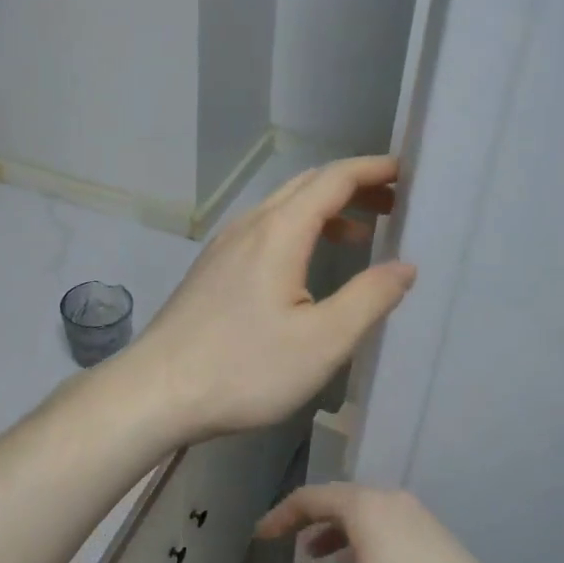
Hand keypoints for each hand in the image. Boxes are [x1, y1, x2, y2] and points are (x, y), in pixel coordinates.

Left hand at [124, 156, 415, 441]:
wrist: (156, 392)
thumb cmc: (244, 368)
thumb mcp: (322, 341)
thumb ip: (370, 299)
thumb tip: (405, 266)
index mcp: (278, 232)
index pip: (332, 179)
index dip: (372, 170)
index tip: (407, 171)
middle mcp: (249, 226)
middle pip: (306, 186)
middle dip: (352, 186)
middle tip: (393, 202)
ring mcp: (223, 247)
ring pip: (282, 209)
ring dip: (324, 211)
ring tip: (361, 235)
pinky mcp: (211, 271)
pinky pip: (264, 232)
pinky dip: (298, 232)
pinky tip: (305, 267)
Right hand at [254, 484, 534, 562]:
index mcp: (366, 508)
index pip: (310, 498)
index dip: (280, 515)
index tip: (260, 537)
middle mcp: (391, 500)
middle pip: (339, 499)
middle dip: (308, 520)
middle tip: (285, 543)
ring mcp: (419, 515)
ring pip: (365, 513)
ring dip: (336, 531)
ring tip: (318, 560)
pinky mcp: (438, 535)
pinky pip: (387, 524)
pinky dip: (363, 539)